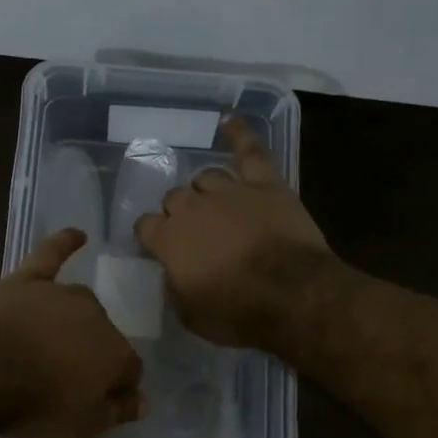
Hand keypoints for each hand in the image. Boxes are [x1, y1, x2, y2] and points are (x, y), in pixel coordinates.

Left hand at [0, 228, 145, 437]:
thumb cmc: (33, 407)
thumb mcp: (81, 426)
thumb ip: (116, 411)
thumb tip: (141, 400)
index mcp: (115, 355)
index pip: (129, 369)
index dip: (116, 386)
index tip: (100, 399)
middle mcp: (97, 317)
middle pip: (104, 334)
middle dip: (93, 353)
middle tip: (66, 376)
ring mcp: (61, 294)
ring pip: (79, 304)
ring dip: (75, 320)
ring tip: (55, 341)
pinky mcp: (27, 280)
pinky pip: (51, 254)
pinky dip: (64, 243)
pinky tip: (76, 234)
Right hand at [134, 115, 335, 349]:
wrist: (292, 296)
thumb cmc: (237, 314)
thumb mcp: (191, 315)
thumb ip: (176, 289)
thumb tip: (173, 276)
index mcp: (168, 240)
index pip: (145, 226)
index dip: (151, 236)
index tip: (157, 247)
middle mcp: (191, 208)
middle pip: (174, 198)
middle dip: (179, 213)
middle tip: (194, 233)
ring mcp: (229, 191)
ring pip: (206, 178)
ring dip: (206, 191)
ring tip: (215, 204)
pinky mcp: (265, 184)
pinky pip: (249, 151)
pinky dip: (239, 135)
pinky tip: (229, 122)